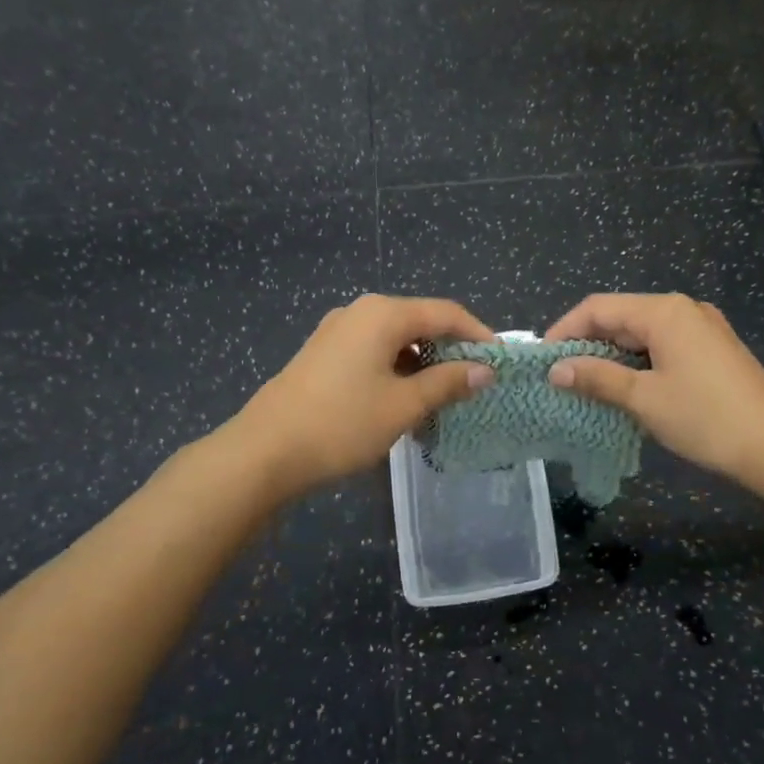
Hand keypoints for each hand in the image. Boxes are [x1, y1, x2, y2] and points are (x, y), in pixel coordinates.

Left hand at [231, 295, 496, 497]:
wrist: (263, 452)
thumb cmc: (342, 423)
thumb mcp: (403, 405)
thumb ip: (448, 382)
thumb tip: (485, 370)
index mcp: (383, 314)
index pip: (446, 312)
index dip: (478, 334)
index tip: (500, 362)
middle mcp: (360, 311)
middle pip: (420, 321)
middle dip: (451, 349)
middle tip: (475, 381)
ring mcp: (337, 331)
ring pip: (396, 338)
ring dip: (423, 363)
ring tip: (444, 396)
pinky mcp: (323, 354)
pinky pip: (373, 351)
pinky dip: (397, 369)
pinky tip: (404, 399)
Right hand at [545, 293, 763, 484]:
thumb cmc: (706, 418)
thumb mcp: (644, 399)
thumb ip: (597, 378)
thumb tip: (556, 370)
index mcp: (664, 311)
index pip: (599, 307)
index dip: (565, 329)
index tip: (542, 359)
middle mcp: (683, 309)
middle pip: (621, 316)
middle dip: (588, 343)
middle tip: (561, 376)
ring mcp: (703, 328)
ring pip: (642, 333)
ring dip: (613, 355)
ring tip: (587, 385)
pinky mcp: (713, 349)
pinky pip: (664, 345)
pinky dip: (639, 362)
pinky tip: (627, 387)